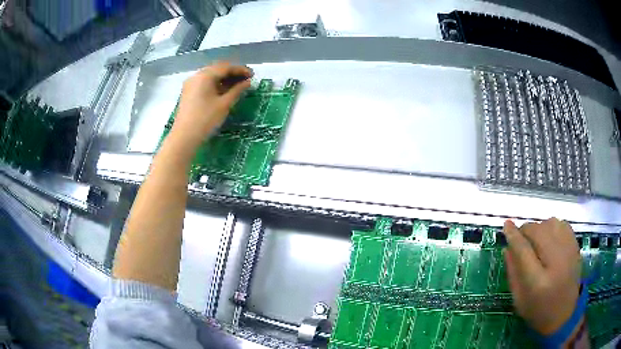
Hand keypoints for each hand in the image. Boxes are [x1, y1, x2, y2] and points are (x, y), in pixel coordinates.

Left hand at [170, 61, 252, 149]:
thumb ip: (237, 90)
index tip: (252, 75)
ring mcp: (191, 84)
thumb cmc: (206, 120)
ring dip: (224, 79)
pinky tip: (223, 91)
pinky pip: (204, 83)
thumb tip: (248, 82)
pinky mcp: (188, 92)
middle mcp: (196, 76)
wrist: (184, 137)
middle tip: (245, 80)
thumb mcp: (224, 104)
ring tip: (237, 86)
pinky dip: (215, 84)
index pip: (226, 67)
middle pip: (217, 69)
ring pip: (210, 76)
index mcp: (205, 75)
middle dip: (232, 73)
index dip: (240, 70)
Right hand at [503, 218, 581, 335]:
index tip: (506, 224)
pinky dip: (552, 227)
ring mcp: (569, 252)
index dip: (513, 235)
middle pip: (538, 232)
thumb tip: (507, 247)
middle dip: (526, 230)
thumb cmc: (538, 312)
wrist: (564, 315)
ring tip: (536, 240)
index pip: (523, 250)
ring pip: (550, 223)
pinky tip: (550, 238)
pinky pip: (562, 224)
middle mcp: (556, 262)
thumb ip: (513, 273)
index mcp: (538, 282)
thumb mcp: (519, 300)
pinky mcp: (576, 246)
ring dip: (539, 228)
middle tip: (521, 238)